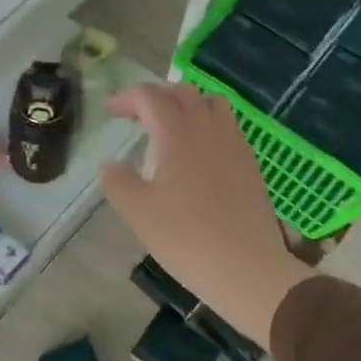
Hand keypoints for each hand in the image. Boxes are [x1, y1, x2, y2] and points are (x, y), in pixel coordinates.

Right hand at [98, 83, 312, 346]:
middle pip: (181, 92)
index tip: (110, 111)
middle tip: (136, 117)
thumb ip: (117, 181)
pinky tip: (199, 153)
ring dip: (186, 104)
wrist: (247, 268)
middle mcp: (207, 127)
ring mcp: (234, 143)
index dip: (126, 98)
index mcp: (176, 132)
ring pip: (210, 103)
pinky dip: (208, 124)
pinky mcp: (250, 163)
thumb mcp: (137, 212)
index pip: (149, 96)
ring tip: (170, 127)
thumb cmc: (185, 237)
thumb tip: (109, 164)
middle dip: (155, 96)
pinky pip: (227, 126)